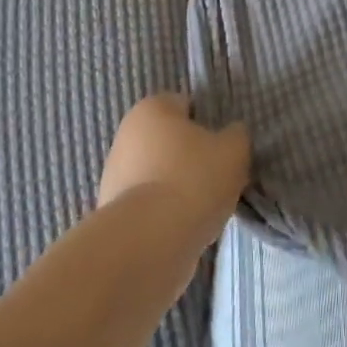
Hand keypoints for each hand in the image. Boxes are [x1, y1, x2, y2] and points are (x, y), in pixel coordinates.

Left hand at [98, 93, 249, 236]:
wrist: (149, 241)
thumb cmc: (193, 180)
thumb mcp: (233, 151)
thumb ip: (236, 135)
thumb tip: (231, 135)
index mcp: (152, 108)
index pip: (185, 105)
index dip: (207, 124)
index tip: (222, 148)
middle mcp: (126, 133)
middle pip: (169, 141)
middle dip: (190, 157)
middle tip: (215, 179)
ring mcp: (113, 173)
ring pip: (157, 173)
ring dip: (176, 187)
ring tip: (201, 209)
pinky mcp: (111, 210)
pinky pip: (148, 204)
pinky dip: (163, 213)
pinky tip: (181, 228)